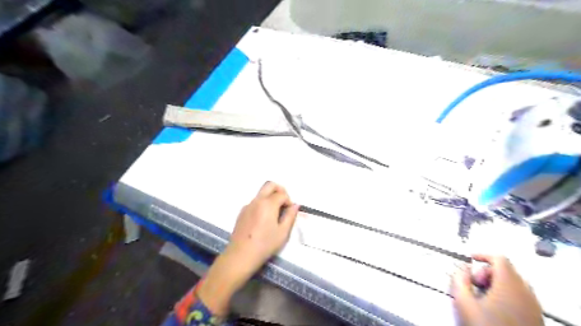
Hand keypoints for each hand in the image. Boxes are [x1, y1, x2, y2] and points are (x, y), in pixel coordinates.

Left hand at [198, 183, 299, 313]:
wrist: (241, 255)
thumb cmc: (265, 244)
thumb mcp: (283, 232)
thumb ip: (290, 216)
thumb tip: (295, 205)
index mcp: (268, 204)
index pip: (282, 194)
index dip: (288, 200)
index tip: (290, 211)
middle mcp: (257, 200)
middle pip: (270, 185)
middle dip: (280, 190)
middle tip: (284, 203)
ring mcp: (247, 205)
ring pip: (261, 193)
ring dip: (270, 197)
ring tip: (274, 214)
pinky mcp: (242, 212)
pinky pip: (254, 202)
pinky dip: (262, 204)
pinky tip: (263, 220)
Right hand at [451, 254, 542, 325]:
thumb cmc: (485, 325)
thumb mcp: (463, 301)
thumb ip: (458, 279)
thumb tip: (461, 269)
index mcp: (509, 285)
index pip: (499, 258)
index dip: (482, 254)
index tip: (471, 258)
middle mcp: (526, 293)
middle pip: (506, 270)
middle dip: (486, 272)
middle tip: (474, 283)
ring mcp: (533, 306)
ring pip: (514, 283)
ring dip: (496, 283)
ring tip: (482, 296)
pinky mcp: (535, 318)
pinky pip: (521, 297)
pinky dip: (506, 294)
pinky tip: (493, 307)